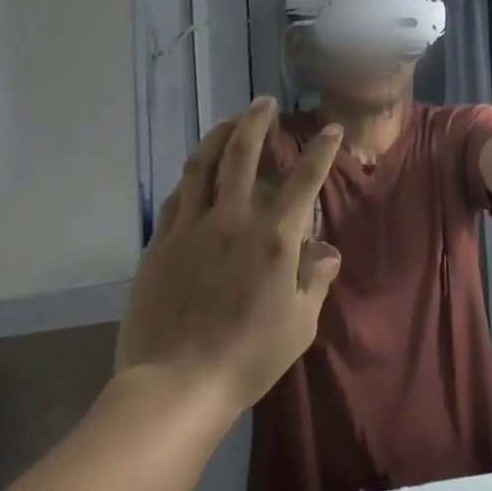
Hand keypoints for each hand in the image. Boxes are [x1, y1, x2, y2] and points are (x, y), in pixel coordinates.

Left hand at [115, 98, 343, 421]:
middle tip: (264, 103)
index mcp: (275, 236)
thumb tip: (326, 251)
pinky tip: (197, 171)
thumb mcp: (300, 323)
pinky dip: (192, 176)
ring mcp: (191, 229)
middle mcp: (233, 219)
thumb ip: (315, 279)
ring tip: (230, 121)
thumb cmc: (248, 356)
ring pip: (202, 165)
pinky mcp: (160, 244)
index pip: (304, 178)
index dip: (321, 149)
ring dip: (219, 136)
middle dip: (256, 121)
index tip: (330, 129)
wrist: (174, 387)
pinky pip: (178, 197)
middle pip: (242, 153)